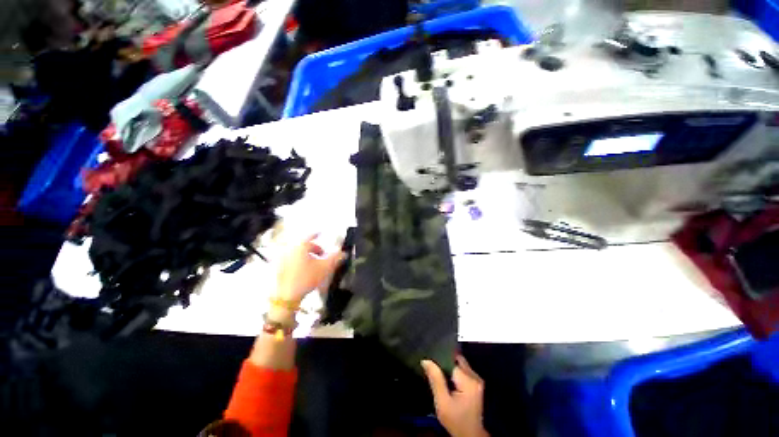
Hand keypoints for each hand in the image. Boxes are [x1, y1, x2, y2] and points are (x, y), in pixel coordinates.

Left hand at [275, 234, 344, 302]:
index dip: (317, 235)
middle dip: (313, 248)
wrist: (287, 293)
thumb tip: (343, 253)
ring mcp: (283, 257)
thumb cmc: (306, 279)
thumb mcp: (324, 268)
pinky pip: (291, 259)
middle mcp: (290, 247)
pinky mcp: (279, 266)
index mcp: (300, 245)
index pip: (310, 235)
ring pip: (297, 252)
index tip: (320, 234)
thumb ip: (335, 258)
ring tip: (313, 264)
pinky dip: (298, 261)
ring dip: (306, 255)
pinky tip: (303, 270)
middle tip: (321, 254)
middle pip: (303, 244)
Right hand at [422, 356, 488, 436]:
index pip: (453, 362)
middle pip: (459, 362)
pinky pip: (463, 374)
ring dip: (448, 369)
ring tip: (433, 371)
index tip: (427, 358)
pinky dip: (453, 374)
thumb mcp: (442, 401)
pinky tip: (443, 380)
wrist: (468, 431)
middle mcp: (476, 377)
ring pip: (461, 367)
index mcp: (469, 381)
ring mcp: (477, 381)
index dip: (439, 359)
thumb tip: (426, 361)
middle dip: (444, 362)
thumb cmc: (454, 418)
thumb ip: (436, 380)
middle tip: (428, 365)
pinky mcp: (476, 386)